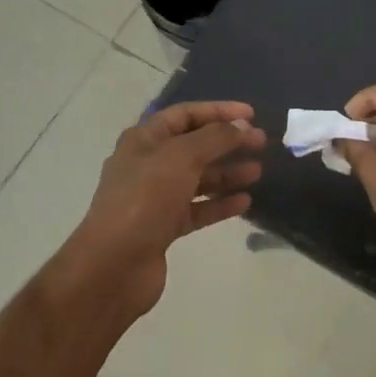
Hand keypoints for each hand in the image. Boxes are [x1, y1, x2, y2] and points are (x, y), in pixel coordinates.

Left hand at [59, 100, 265, 320]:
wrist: (114, 265)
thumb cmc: (145, 198)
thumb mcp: (182, 157)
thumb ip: (215, 138)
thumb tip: (242, 126)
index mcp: (144, 140)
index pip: (185, 114)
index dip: (218, 111)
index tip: (251, 114)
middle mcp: (148, 164)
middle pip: (194, 146)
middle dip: (227, 142)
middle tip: (261, 143)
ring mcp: (155, 197)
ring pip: (198, 178)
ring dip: (227, 173)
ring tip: (257, 172)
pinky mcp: (164, 227)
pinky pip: (197, 208)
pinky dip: (219, 203)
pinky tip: (244, 202)